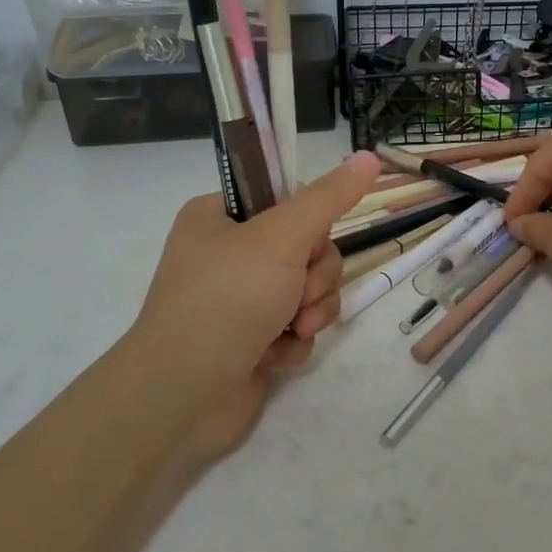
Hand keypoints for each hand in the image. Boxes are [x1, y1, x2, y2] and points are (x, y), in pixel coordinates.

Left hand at [122, 151, 380, 457]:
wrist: (183, 395)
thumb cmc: (227, 299)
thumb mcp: (281, 237)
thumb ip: (328, 198)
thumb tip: (368, 155)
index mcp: (220, 217)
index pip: (287, 201)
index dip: (311, 223)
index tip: (310, 241)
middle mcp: (228, 255)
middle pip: (307, 249)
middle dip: (315, 278)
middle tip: (299, 295)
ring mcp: (240, 301)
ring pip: (308, 291)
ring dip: (311, 312)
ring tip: (292, 330)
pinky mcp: (252, 341)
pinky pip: (296, 328)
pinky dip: (293, 342)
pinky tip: (274, 357)